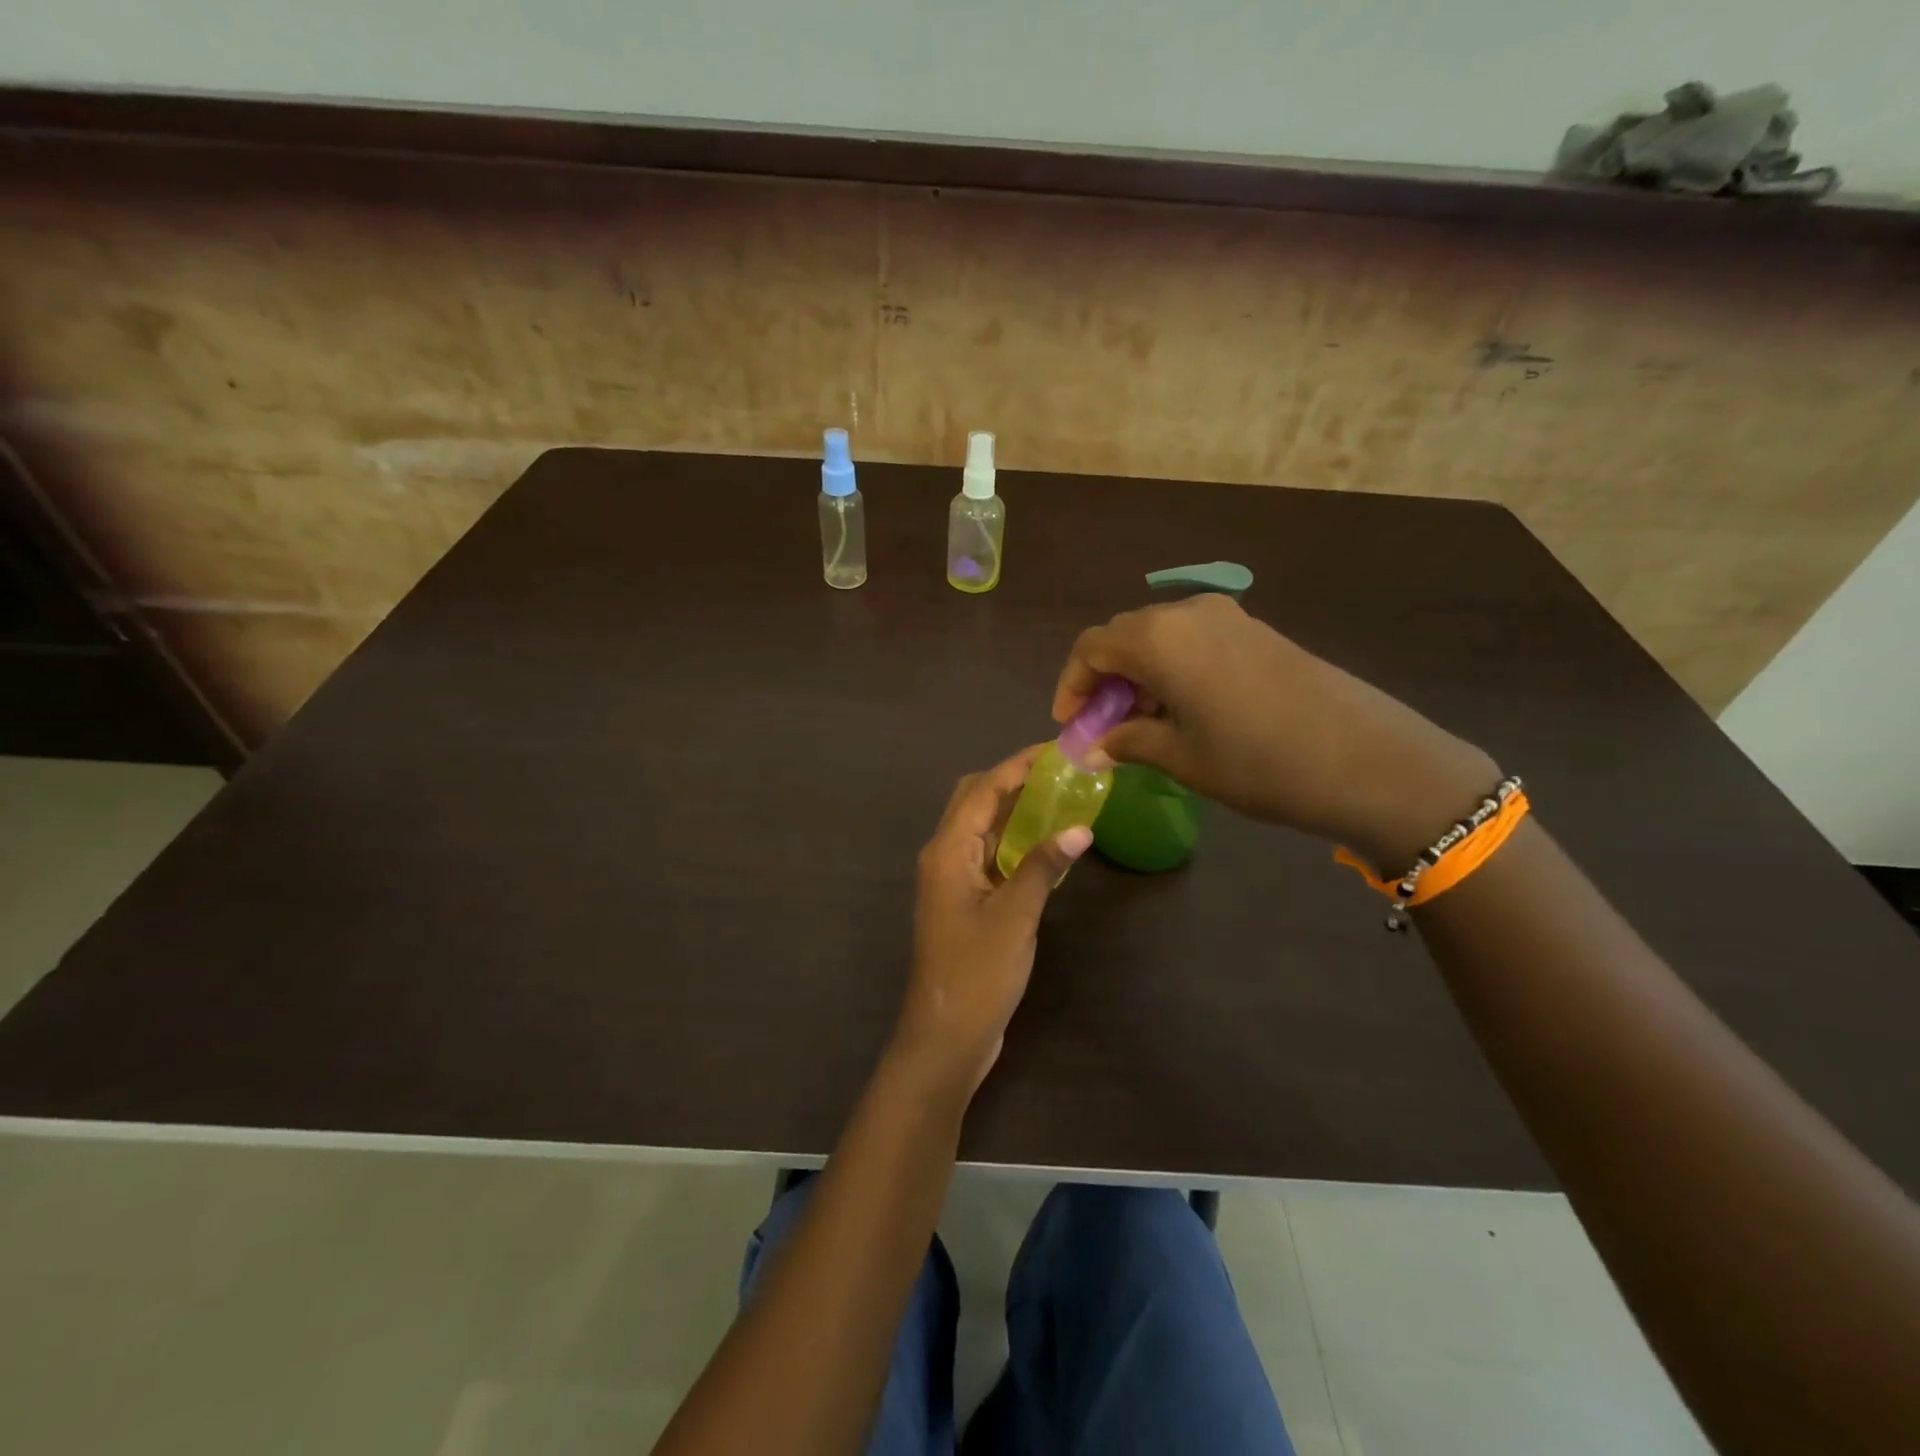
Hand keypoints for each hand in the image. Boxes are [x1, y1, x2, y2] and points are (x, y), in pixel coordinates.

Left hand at [891, 745, 1093, 1099]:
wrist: (947, 1037)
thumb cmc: (977, 973)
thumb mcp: (1015, 916)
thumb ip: (1044, 867)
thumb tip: (1079, 827)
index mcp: (947, 851)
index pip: (982, 790)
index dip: (1016, 765)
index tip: (1053, 749)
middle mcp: (944, 857)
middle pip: (974, 801)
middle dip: (1012, 781)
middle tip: (1058, 773)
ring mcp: (953, 880)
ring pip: (982, 829)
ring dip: (1014, 811)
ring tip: (1059, 797)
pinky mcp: (965, 902)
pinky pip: (989, 856)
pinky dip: (1014, 842)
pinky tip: (1046, 845)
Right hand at [1052, 594, 1498, 870]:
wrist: (1366, 759)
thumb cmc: (1256, 761)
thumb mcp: (1181, 758)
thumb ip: (1128, 743)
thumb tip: (1095, 747)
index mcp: (1158, 638)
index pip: (1092, 648)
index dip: (1072, 685)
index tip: (1070, 724)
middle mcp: (1188, 613)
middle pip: (1124, 636)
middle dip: (1105, 680)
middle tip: (1103, 726)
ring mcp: (1229, 618)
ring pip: (1161, 637)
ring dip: (1140, 675)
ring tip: (1143, 725)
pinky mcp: (1258, 631)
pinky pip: (1195, 641)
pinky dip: (1174, 669)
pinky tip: (1185, 710)